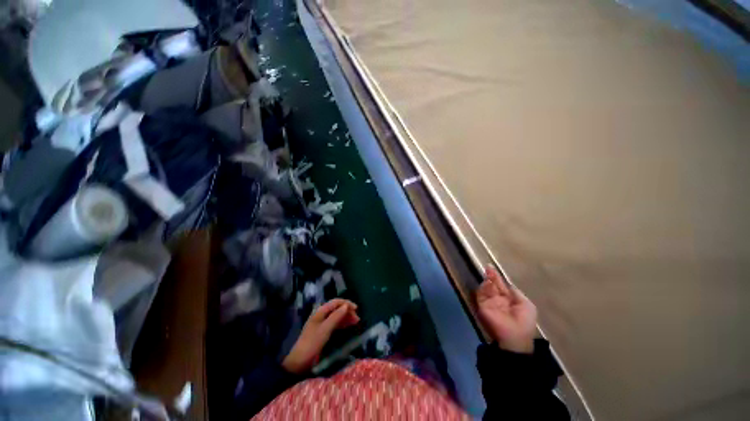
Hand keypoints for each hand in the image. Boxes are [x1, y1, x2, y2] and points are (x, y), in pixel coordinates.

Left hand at [282, 299, 359, 373]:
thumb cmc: (312, 343)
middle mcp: (321, 315)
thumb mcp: (325, 329)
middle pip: (337, 308)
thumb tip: (346, 305)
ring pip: (337, 316)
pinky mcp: (322, 332)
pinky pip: (335, 323)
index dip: (346, 303)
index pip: (336, 302)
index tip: (356, 309)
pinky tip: (348, 326)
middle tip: (357, 319)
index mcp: (320, 311)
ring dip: (346, 317)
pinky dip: (342, 323)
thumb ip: (336, 316)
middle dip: (347, 311)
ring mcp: (322, 323)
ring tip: (356, 322)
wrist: (299, 362)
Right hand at [476, 265, 536, 353]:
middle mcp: (497, 299)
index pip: (501, 285)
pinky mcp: (482, 306)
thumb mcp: (527, 305)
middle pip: (492, 285)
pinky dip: (483, 288)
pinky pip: (481, 295)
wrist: (515, 336)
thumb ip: (516, 293)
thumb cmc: (524, 321)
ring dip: (487, 281)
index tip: (492, 267)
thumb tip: (508, 283)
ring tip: (489, 274)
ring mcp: (489, 303)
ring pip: (486, 288)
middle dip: (490, 276)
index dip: (497, 277)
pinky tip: (487, 283)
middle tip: (488, 267)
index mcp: (508, 299)